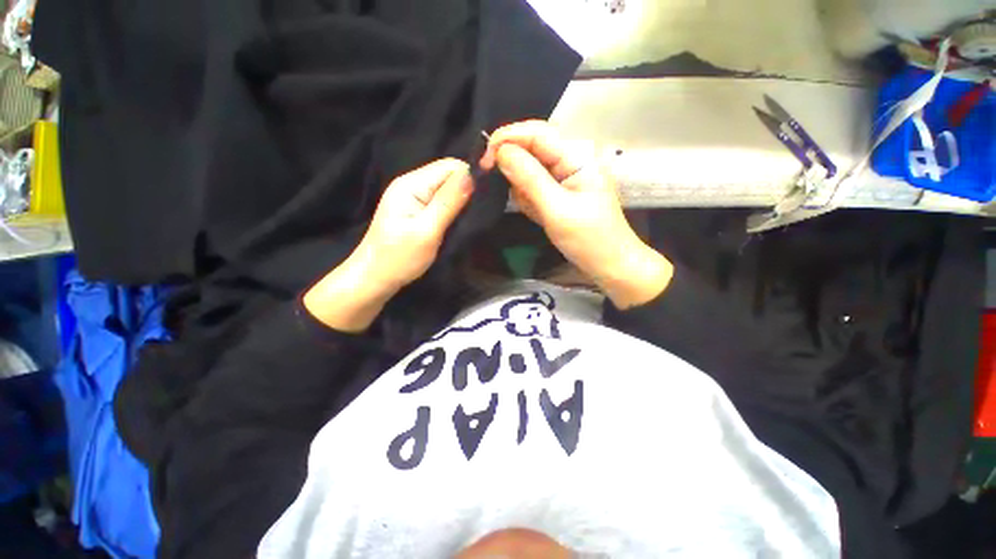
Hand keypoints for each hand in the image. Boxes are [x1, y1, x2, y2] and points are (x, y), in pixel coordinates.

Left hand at [305, 159, 472, 331]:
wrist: (375, 279)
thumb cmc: (399, 258)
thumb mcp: (427, 231)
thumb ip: (449, 202)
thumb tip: (472, 175)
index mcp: (411, 184)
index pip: (449, 166)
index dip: (471, 175)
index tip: (489, 193)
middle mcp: (412, 184)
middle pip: (448, 175)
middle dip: (468, 188)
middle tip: (482, 210)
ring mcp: (414, 198)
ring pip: (447, 189)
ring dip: (462, 199)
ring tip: (475, 215)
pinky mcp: (417, 210)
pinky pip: (441, 201)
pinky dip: (454, 208)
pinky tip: (461, 219)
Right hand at [480, 120, 672, 308]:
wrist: (610, 265)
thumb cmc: (589, 239)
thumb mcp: (557, 209)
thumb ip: (529, 178)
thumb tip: (501, 151)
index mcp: (577, 155)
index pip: (535, 132)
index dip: (506, 140)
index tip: (483, 162)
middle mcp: (571, 158)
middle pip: (531, 147)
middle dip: (513, 167)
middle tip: (507, 192)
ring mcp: (566, 175)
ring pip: (529, 169)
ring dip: (523, 189)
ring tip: (536, 212)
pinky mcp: (560, 191)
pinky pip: (535, 186)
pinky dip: (529, 200)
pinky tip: (539, 215)